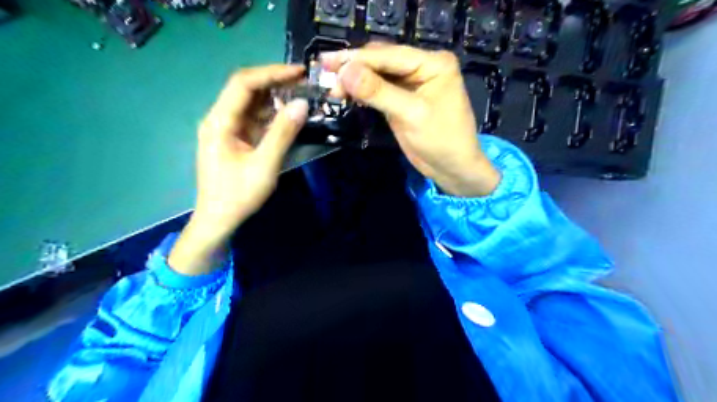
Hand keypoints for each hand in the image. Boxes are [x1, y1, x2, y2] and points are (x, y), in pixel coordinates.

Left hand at [168, 64, 307, 275]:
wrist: (218, 220)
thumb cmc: (238, 195)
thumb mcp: (264, 165)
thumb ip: (283, 133)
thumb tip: (302, 104)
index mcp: (219, 121)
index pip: (243, 84)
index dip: (271, 73)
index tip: (298, 72)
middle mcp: (219, 119)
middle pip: (246, 90)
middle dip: (275, 83)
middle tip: (304, 83)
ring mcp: (226, 129)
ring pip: (251, 104)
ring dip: (275, 98)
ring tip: (301, 96)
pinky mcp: (235, 139)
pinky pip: (254, 119)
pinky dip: (272, 115)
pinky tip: (289, 116)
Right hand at [324, 44, 499, 197]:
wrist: (452, 168)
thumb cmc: (441, 141)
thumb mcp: (410, 115)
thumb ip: (378, 92)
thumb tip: (344, 72)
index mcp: (433, 62)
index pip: (389, 55)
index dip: (357, 59)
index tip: (328, 64)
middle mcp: (423, 66)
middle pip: (382, 60)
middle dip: (354, 68)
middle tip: (325, 76)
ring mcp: (412, 83)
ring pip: (378, 74)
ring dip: (355, 80)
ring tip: (331, 87)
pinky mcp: (403, 98)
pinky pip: (379, 89)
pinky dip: (363, 91)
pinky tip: (347, 93)